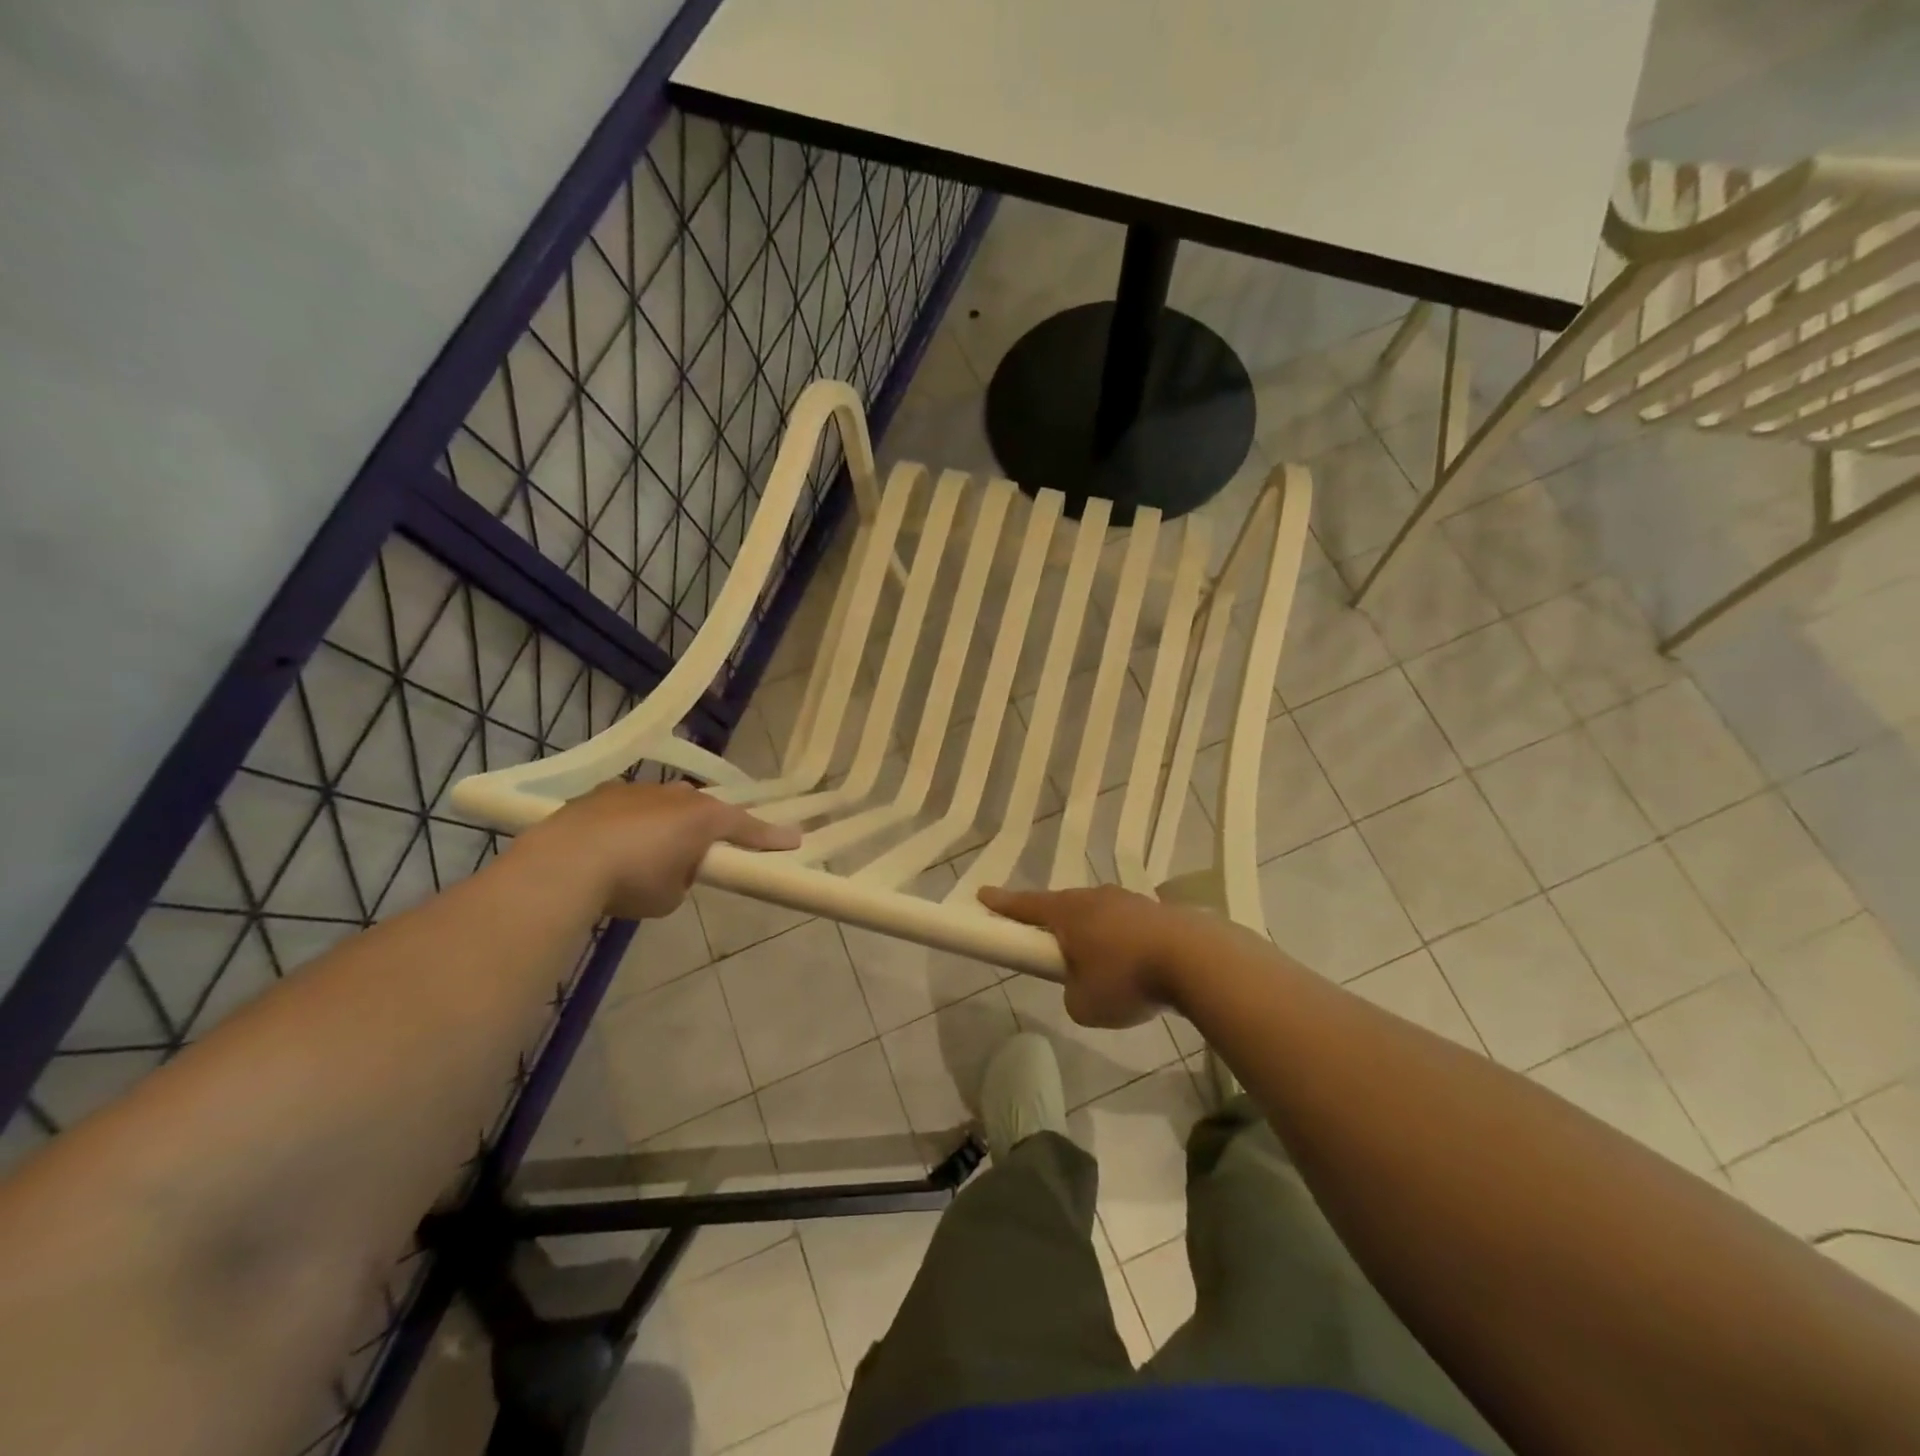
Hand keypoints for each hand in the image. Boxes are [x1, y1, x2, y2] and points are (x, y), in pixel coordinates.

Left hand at [518, 781, 800, 919]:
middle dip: (705, 829)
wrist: (563, 863)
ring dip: (664, 826)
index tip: (794, 840)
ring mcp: (636, 789)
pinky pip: (629, 809)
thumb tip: (672, 868)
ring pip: (663, 806)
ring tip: (646, 856)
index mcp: (703, 817)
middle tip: (700, 854)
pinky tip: (611, 849)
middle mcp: (675, 795)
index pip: (746, 826)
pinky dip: (629, 826)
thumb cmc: (632, 881)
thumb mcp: (671, 895)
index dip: (770, 837)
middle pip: (702, 810)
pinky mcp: (600, 794)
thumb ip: (684, 877)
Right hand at [976, 884, 1185, 1027]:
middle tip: (1048, 942)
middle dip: (1053, 923)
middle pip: (1064, 907)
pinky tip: (1136, 964)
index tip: (983, 895)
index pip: (1026, 906)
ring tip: (1101, 964)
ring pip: (1099, 913)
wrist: (1197, 959)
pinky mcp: (1159, 912)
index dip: (1002, 904)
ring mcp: (1130, 900)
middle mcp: (1095, 898)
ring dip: (1093, 933)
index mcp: (1068, 913)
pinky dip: (1123, 941)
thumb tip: (1082, 986)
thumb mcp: (1084, 1005)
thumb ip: (1072, 994)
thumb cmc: (1127, 978)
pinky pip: (1127, 924)